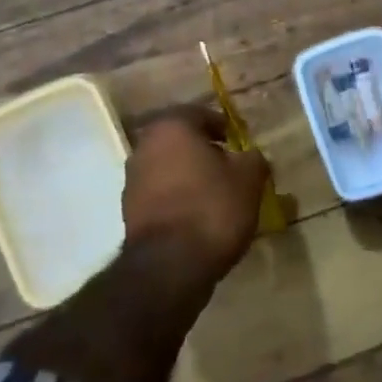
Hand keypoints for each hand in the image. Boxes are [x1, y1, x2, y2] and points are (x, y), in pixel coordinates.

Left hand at [122, 106, 270, 282]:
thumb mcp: (249, 179)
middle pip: (180, 140)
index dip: (222, 126)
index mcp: (172, 127)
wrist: (169, 267)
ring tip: (215, 194)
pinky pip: (159, 194)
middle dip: (203, 150)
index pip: (199, 114)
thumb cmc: (212, 208)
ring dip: (189, 175)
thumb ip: (253, 158)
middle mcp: (145, 146)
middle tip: (228, 166)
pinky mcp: (128, 212)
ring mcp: (132, 180)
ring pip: (168, 167)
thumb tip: (250, 156)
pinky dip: (177, 198)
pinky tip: (198, 216)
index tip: (238, 142)